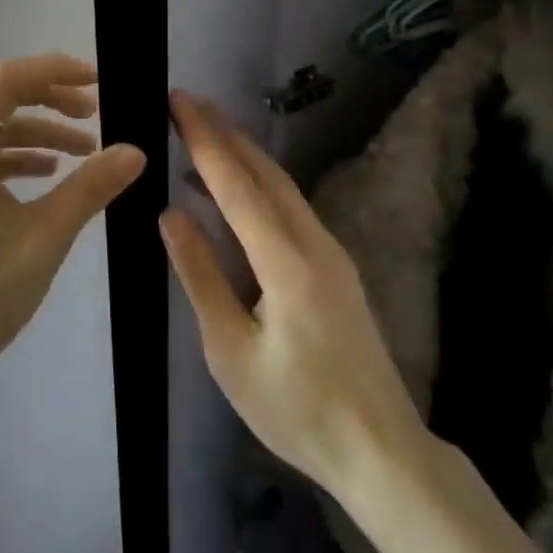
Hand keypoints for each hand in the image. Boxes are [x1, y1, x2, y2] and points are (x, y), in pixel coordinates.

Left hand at [0, 54, 145, 424]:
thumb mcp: (43, 239)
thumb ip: (89, 188)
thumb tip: (135, 151)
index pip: (5, 80)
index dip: (52, 70)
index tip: (96, 82)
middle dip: (49, 97)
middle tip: (94, 114)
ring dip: (38, 129)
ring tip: (84, 148)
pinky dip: (18, 155)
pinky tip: (49, 173)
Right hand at [162, 92, 433, 501]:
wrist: (382, 453)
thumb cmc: (297, 409)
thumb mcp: (231, 353)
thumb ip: (201, 276)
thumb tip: (170, 213)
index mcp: (286, 261)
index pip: (235, 184)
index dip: (204, 139)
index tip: (178, 100)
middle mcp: (313, 242)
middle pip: (264, 171)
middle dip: (224, 132)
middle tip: (187, 103)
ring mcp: (330, 252)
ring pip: (281, 186)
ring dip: (242, 155)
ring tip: (202, 135)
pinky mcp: (336, 267)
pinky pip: (290, 207)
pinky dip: (257, 185)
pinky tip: (233, 196)